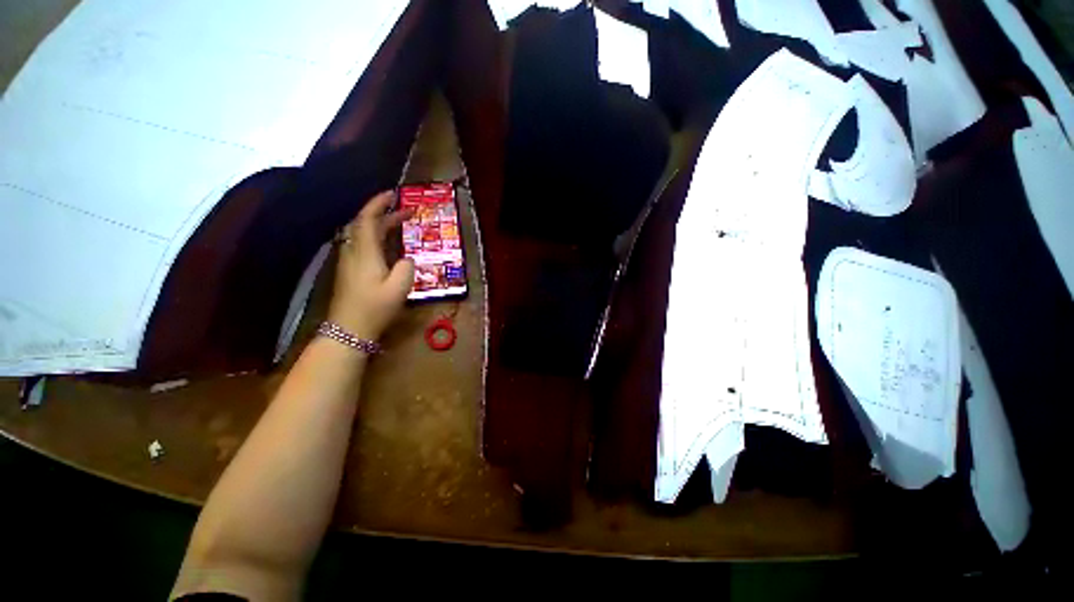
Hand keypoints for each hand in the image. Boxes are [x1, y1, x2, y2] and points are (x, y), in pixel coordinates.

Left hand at [327, 191, 414, 340]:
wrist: (349, 329)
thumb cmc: (375, 307)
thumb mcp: (400, 288)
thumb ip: (407, 267)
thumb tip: (407, 258)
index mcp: (365, 252)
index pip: (368, 219)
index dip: (378, 203)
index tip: (393, 194)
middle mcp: (354, 252)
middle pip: (364, 224)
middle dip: (384, 213)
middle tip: (405, 211)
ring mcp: (349, 261)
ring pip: (362, 234)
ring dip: (380, 225)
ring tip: (399, 224)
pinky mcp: (350, 270)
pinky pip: (362, 244)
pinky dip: (376, 237)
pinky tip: (388, 244)